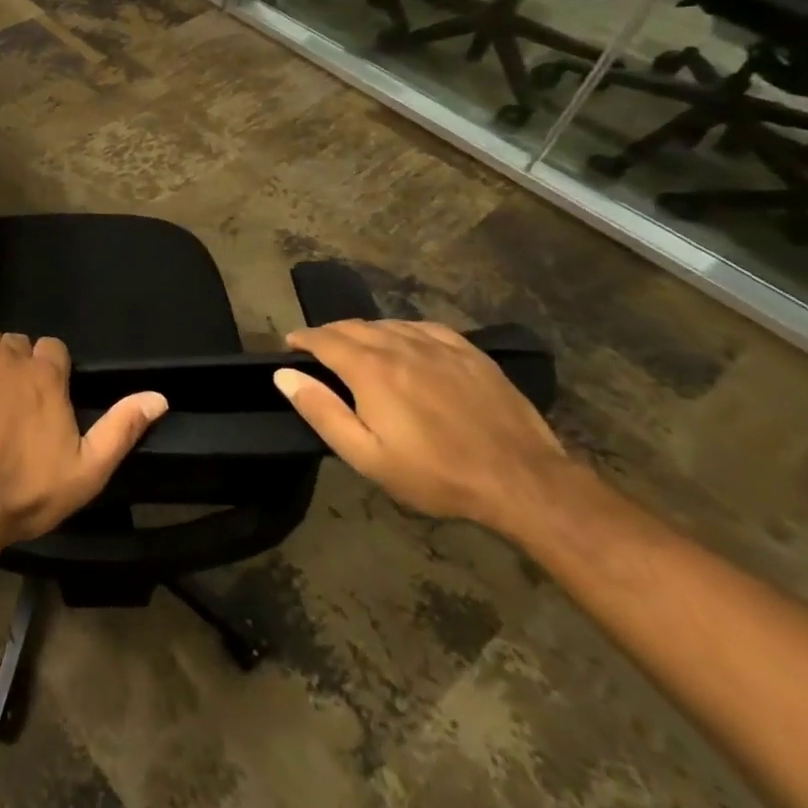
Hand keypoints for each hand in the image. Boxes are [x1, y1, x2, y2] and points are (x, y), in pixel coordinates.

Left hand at [0, 326, 168, 549]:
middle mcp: (9, 354)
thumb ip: (121, 429)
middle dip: (20, 365)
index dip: (51, 372)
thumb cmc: (24, 492)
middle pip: (19, 343)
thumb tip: (159, 396)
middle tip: (12, 403)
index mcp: (46, 375)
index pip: (54, 348)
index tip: (44, 399)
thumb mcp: (86, 472)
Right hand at [275, 320, 573, 533]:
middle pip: (351, 326)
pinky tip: (404, 343)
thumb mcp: (366, 456)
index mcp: (369, 369)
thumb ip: (321, 411)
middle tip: (319, 351)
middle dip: (328, 334)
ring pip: (386, 324)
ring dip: (363, 332)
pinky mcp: (469, 353)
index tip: (291, 346)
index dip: (302, 339)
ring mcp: (437, 345)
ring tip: (358, 348)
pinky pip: (423, 327)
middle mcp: (398, 345)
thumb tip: (284, 374)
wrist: (523, 482)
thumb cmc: (435, 474)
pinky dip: (402, 330)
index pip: (322, 339)